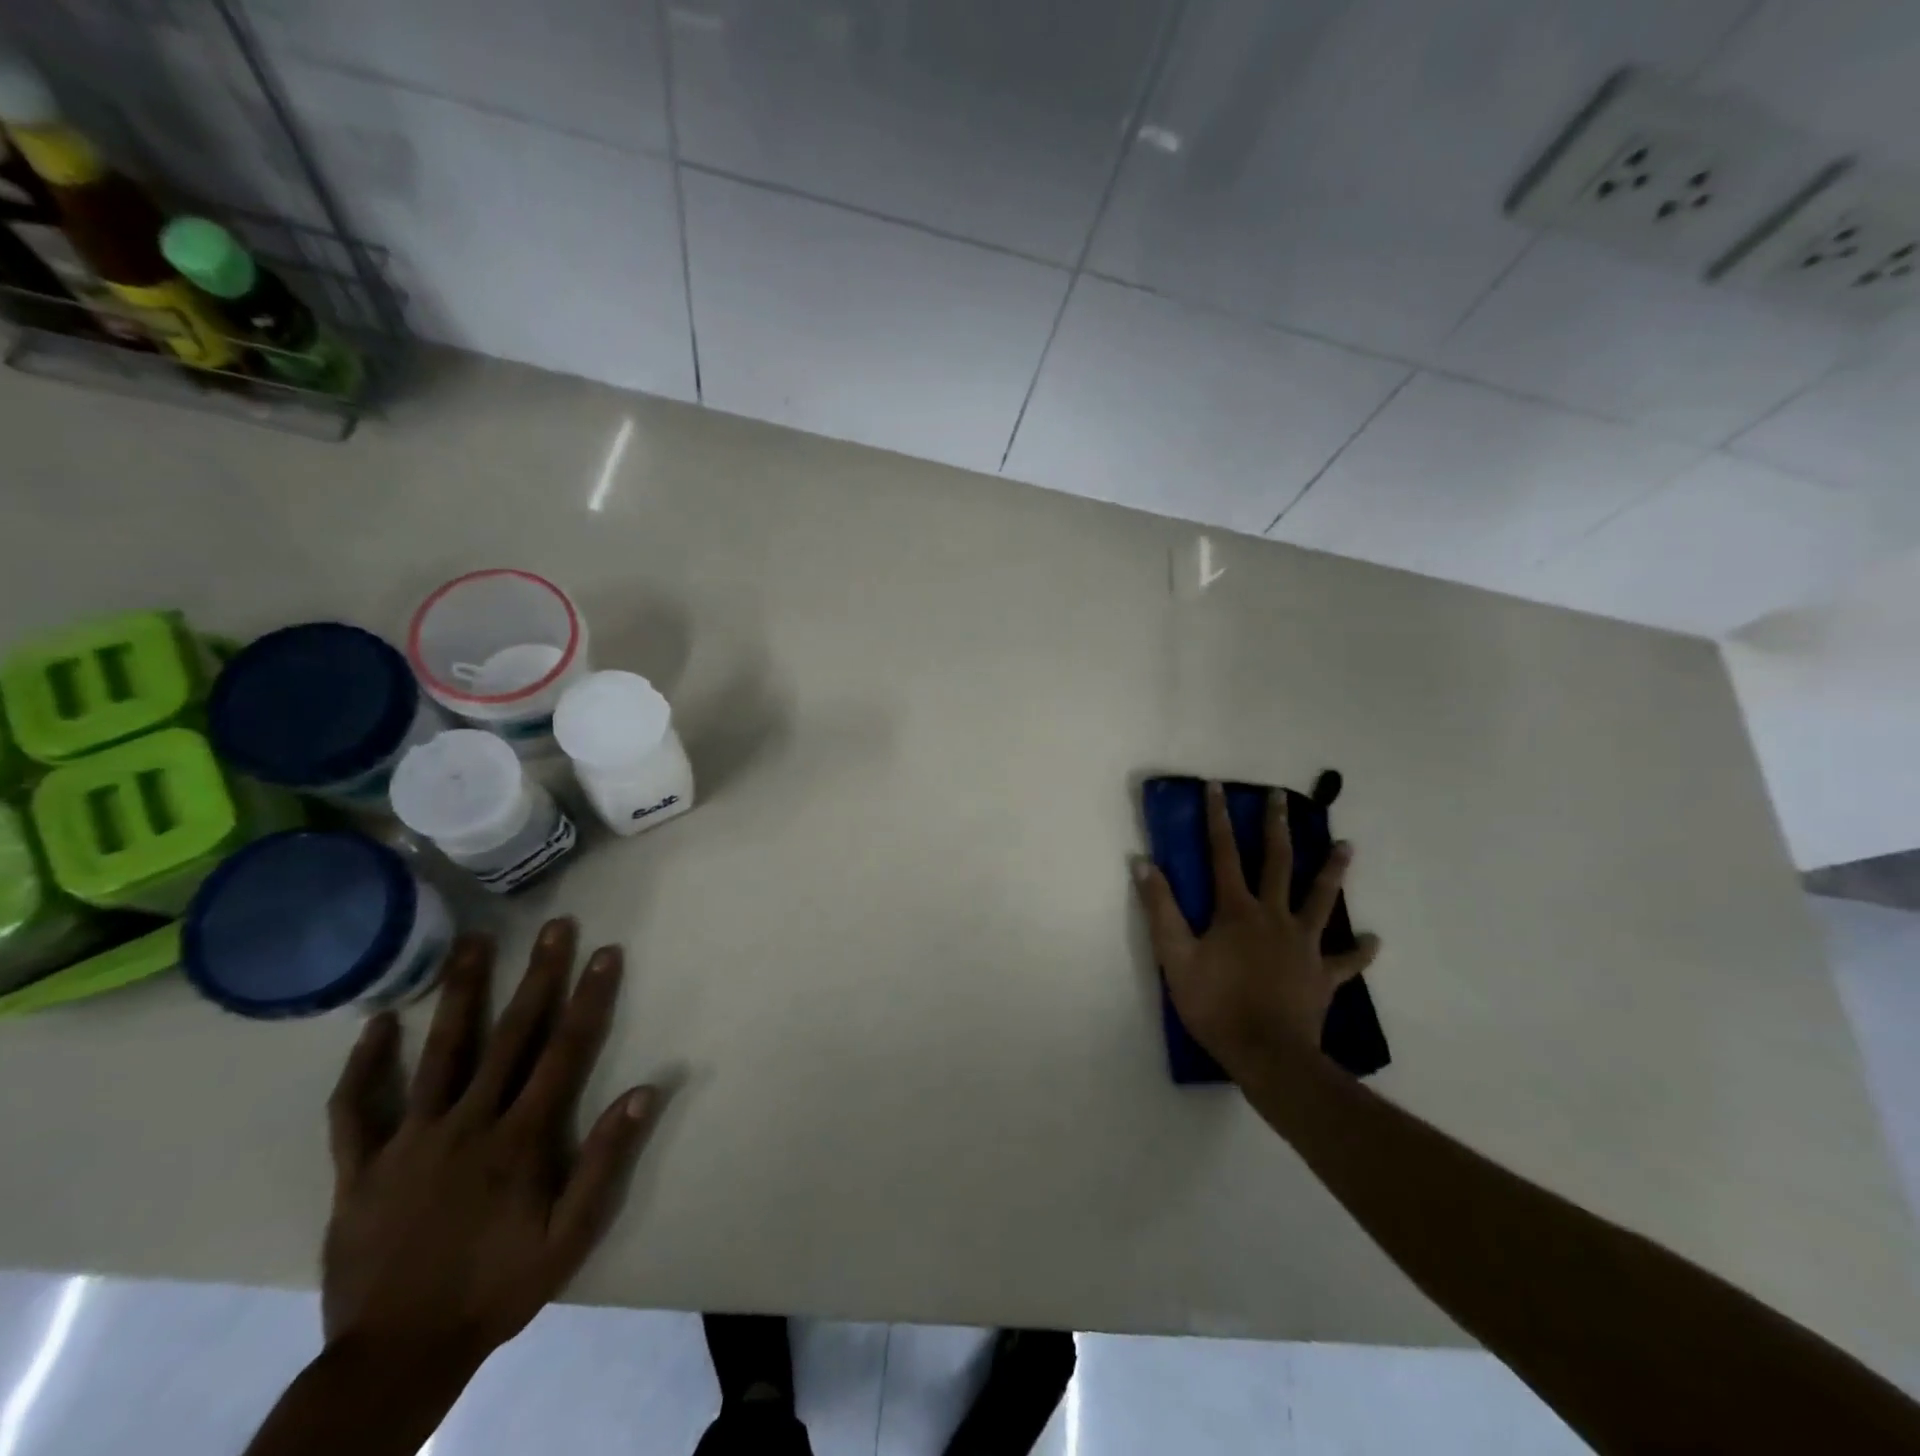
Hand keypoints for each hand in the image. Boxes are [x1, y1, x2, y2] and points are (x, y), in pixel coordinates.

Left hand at [321, 918, 661, 1376]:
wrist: (394, 1360)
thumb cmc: (496, 1290)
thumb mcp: (569, 1238)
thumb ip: (604, 1162)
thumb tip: (645, 1090)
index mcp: (519, 1139)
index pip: (564, 1050)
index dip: (589, 997)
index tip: (605, 952)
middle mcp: (467, 1123)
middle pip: (509, 1035)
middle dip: (536, 975)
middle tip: (553, 926)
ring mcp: (408, 1142)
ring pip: (438, 1053)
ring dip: (459, 993)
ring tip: (472, 942)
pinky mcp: (359, 1169)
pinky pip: (355, 1110)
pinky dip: (364, 1065)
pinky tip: (377, 1024)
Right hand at [1133, 781, 1380, 1079]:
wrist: (1267, 1055)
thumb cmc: (1215, 1004)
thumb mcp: (1174, 956)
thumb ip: (1160, 908)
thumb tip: (1143, 863)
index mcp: (1236, 910)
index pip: (1222, 854)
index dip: (1217, 819)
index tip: (1217, 787)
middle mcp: (1274, 916)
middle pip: (1277, 863)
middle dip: (1276, 828)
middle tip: (1282, 798)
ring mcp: (1304, 945)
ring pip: (1321, 899)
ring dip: (1332, 871)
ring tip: (1347, 846)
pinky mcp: (1324, 975)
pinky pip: (1347, 960)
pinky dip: (1360, 950)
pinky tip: (1373, 940)